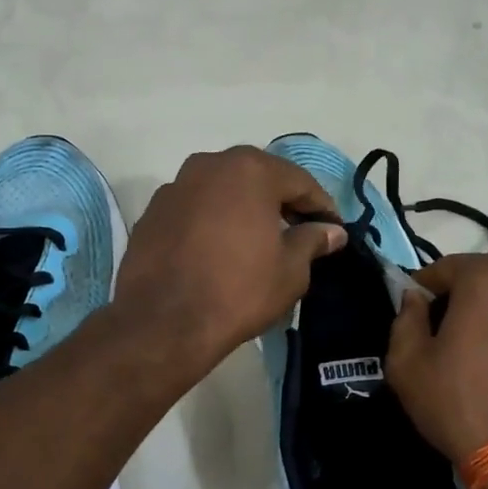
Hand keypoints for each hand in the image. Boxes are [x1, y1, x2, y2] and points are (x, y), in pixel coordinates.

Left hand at [115, 147, 346, 370]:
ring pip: (223, 192)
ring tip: (259, 242)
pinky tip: (220, 251)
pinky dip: (213, 222)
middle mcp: (209, 165)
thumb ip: (312, 241)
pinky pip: (195, 210)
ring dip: (244, 210)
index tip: (335, 230)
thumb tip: (331, 231)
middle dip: (282, 203)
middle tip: (300, 232)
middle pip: (258, 178)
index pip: (299, 181)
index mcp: (249, 170)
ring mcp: (175, 187)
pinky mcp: (152, 213)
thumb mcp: (290, 270)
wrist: (163, 323)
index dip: (322, 207)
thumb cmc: (238, 291)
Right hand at [387, 254, 487, 465]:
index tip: (409, 320)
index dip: (419, 292)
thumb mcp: (407, 361)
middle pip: (479, 285)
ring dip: (487, 325)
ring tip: (471, 366)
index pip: (443, 269)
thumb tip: (415, 299)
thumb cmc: (459, 400)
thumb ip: (405, 317)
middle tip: (436, 344)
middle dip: (455, 306)